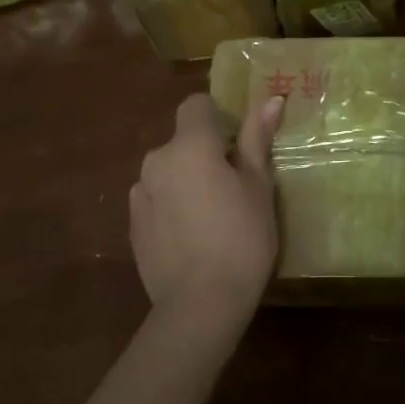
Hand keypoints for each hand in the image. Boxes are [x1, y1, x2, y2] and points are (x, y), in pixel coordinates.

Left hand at [130, 93, 285, 323]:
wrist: (200, 304)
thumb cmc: (241, 238)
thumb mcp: (258, 186)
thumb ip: (257, 139)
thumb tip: (271, 99)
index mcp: (190, 146)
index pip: (196, 105)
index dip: (218, 116)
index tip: (238, 143)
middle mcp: (157, 161)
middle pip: (182, 140)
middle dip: (205, 152)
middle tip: (235, 185)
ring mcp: (140, 194)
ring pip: (168, 171)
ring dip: (186, 179)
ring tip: (213, 216)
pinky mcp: (133, 225)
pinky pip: (156, 199)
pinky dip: (172, 205)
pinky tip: (192, 236)